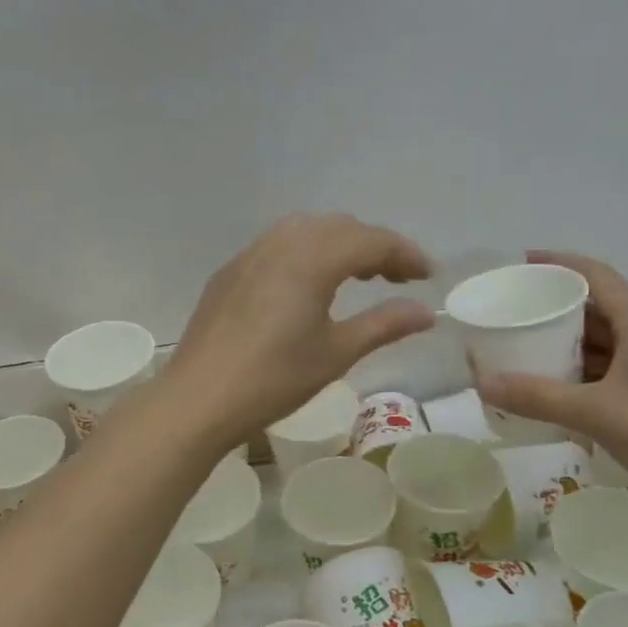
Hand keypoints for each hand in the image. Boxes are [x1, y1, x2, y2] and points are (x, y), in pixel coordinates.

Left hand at [164, 213, 434, 447]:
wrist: (198, 398)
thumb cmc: (273, 379)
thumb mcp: (336, 353)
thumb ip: (384, 325)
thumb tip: (426, 312)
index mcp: (312, 259)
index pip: (371, 241)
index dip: (405, 254)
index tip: (429, 275)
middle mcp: (281, 243)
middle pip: (340, 227)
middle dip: (374, 246)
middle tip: (397, 279)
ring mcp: (249, 255)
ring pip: (306, 230)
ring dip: (339, 244)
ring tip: (357, 278)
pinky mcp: (229, 272)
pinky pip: (277, 245)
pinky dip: (306, 252)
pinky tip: (307, 286)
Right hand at [474, 250, 627, 536]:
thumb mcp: (598, 413)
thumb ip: (539, 397)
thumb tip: (481, 382)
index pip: (597, 276)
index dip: (559, 264)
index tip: (519, 264)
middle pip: (594, 308)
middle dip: (552, 306)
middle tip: (509, 311)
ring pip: (597, 344)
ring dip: (560, 343)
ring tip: (517, 346)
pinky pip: (600, 375)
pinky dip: (571, 376)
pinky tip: (544, 389)